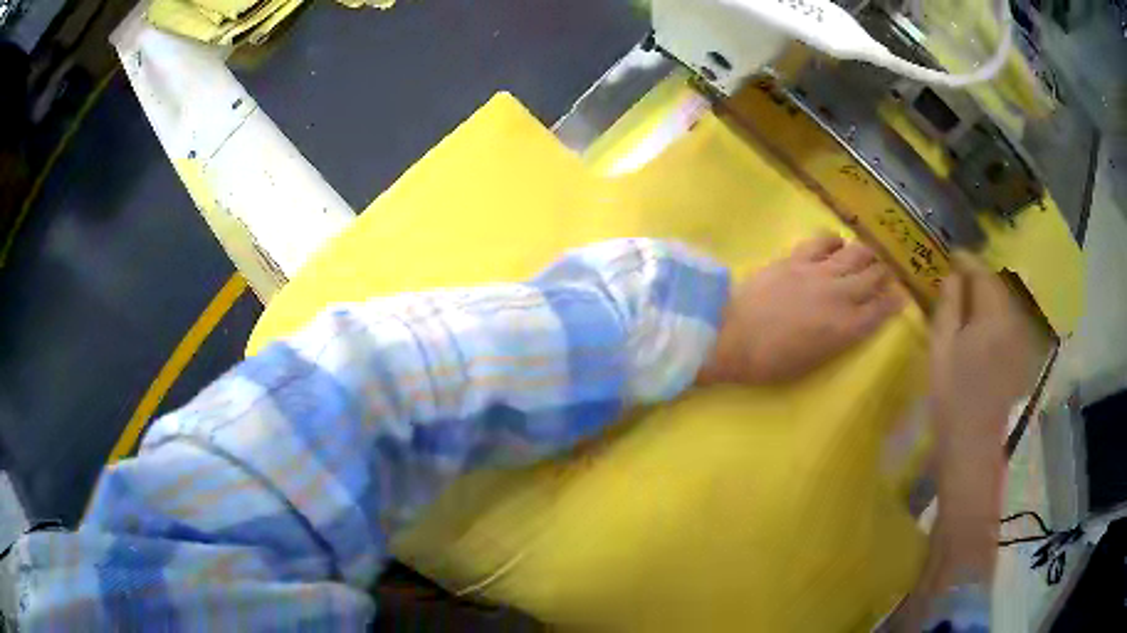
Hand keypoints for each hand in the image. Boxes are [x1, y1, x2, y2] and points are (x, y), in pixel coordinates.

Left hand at [698, 232, 902, 384]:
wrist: (731, 337)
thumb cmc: (770, 363)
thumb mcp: (813, 363)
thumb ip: (839, 340)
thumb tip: (852, 324)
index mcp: (846, 329)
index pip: (881, 310)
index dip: (894, 301)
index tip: (900, 295)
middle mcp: (840, 296)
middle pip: (873, 276)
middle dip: (884, 274)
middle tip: (885, 273)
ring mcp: (819, 272)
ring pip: (856, 253)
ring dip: (867, 253)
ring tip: (868, 255)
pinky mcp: (797, 258)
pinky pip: (824, 240)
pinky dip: (835, 240)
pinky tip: (837, 244)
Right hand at [930, 253, 1038, 458]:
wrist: (972, 444)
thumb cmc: (951, 396)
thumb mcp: (941, 348)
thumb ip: (948, 306)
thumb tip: (952, 275)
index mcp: (992, 317)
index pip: (982, 273)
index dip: (967, 261)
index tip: (952, 256)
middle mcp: (1011, 322)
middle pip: (997, 286)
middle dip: (978, 277)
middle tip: (957, 277)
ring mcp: (1018, 341)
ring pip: (1004, 304)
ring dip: (987, 296)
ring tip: (968, 299)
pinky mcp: (1018, 357)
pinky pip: (1008, 322)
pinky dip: (995, 315)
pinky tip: (982, 326)